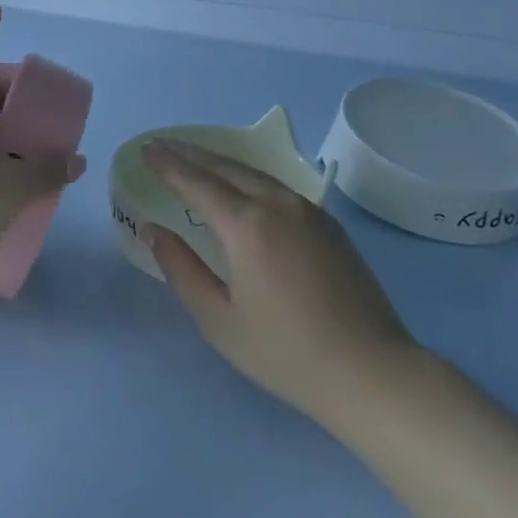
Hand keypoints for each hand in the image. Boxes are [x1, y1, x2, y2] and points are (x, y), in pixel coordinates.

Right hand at [142, 138, 421, 428]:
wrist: (371, 372)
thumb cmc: (285, 352)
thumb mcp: (218, 319)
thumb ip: (181, 268)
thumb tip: (153, 230)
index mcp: (247, 225)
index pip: (197, 182)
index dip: (168, 165)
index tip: (146, 150)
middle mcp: (277, 205)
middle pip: (226, 167)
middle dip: (190, 154)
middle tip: (162, 145)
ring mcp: (308, 211)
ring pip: (255, 173)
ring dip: (220, 163)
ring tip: (195, 159)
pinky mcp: (328, 224)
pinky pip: (277, 187)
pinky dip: (248, 177)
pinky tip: (240, 186)